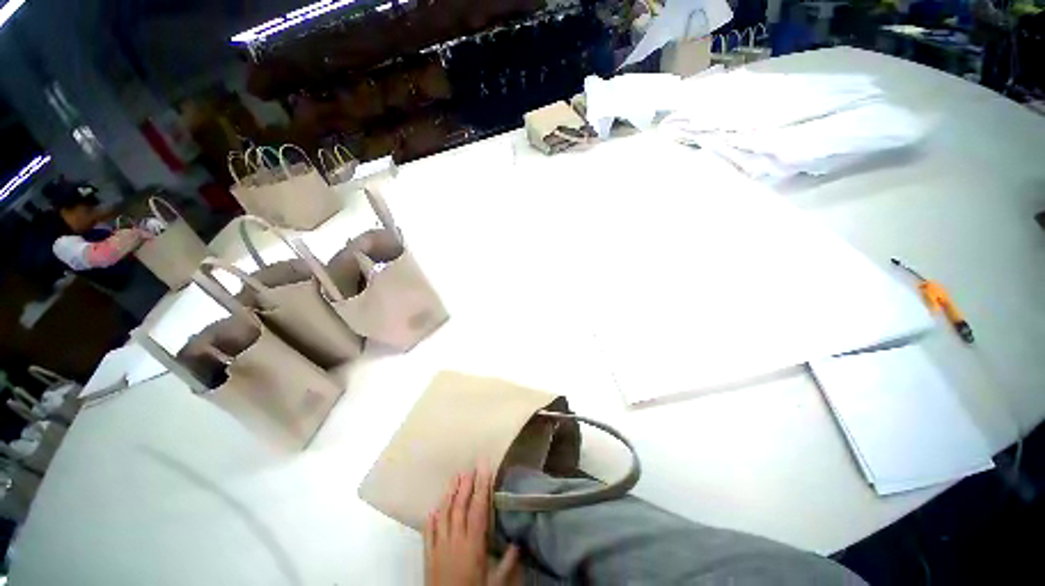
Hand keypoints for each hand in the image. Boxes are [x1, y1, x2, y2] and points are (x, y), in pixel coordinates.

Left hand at [425, 464, 520, 585]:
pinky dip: (431, 519)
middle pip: (460, 506)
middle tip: (470, 467)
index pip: (478, 508)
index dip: (482, 486)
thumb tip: (519, 542)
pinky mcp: (428, 555)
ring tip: (455, 477)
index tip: (485, 467)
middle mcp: (455, 539)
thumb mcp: (495, 582)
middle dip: (466, 485)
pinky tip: (433, 508)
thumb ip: (507, 562)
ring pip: (444, 514)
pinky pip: (428, 532)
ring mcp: (439, 545)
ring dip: (449, 494)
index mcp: (473, 543)